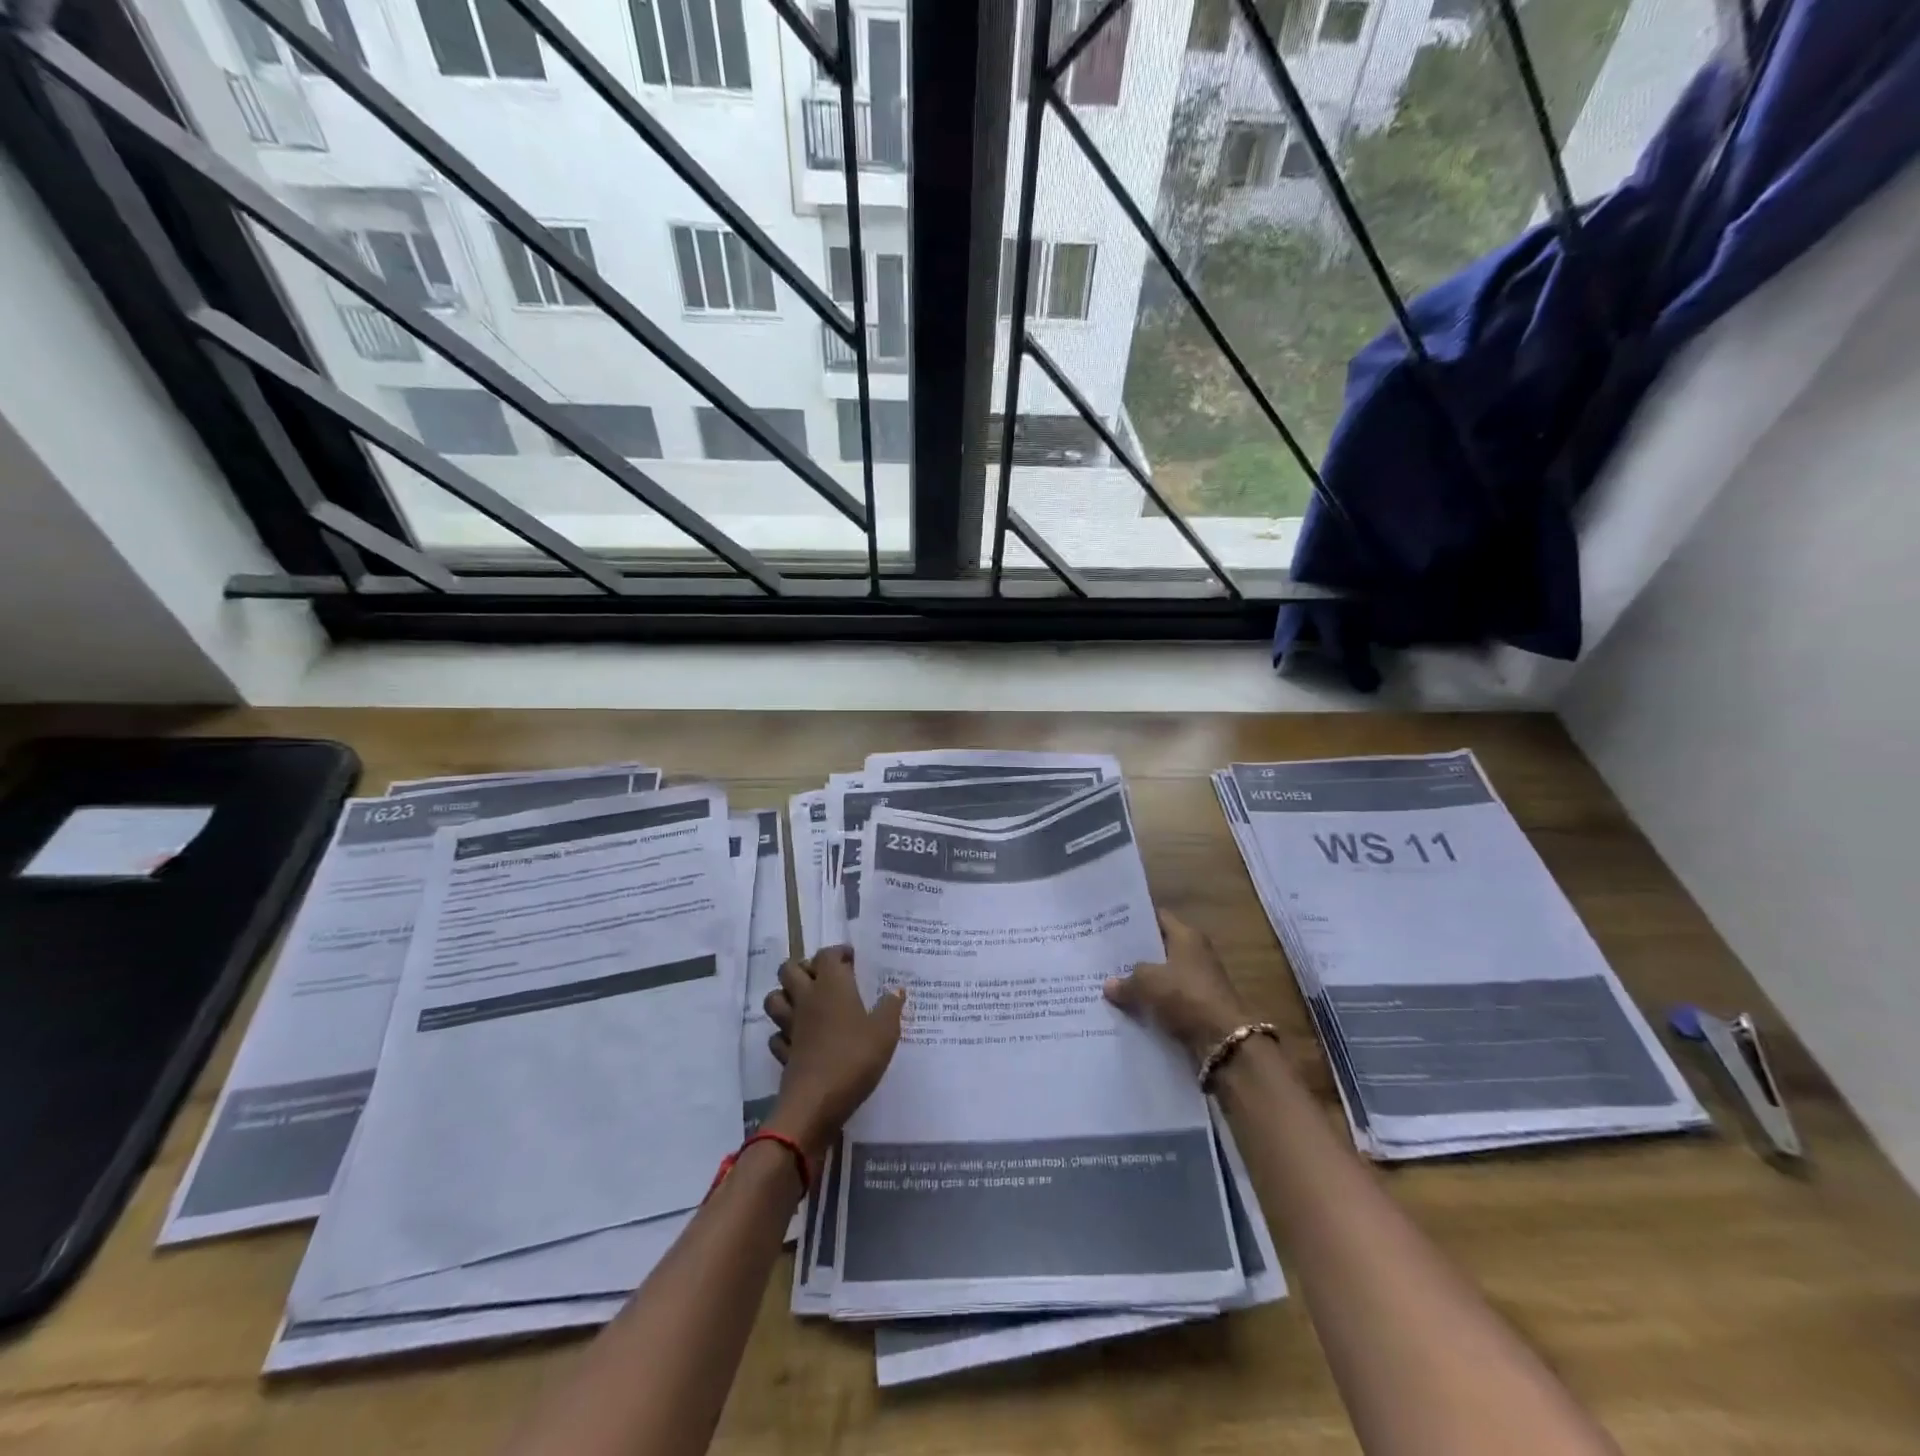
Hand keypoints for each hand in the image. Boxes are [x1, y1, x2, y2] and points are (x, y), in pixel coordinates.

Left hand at [762, 947, 903, 1157]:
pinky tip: (800, 1039)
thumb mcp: (885, 1032)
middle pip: (789, 968)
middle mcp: (806, 998)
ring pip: (775, 998)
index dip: (838, 952)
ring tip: (807, 1003)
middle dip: (804, 968)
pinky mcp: (783, 1052)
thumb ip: (891, 1007)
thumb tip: (896, 989)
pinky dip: (784, 1033)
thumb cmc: (854, 1058)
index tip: (853, 960)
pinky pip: (777, 1035)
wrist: (816, 1103)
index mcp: (831, 985)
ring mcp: (791, 1025)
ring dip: (786, 996)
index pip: (827, 954)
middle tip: (826, 978)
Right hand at [1105, 910, 1251, 1060]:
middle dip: (1133, 954)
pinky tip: (1127, 1009)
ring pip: (1161, 977)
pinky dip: (1151, 1004)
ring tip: (1109, 984)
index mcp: (1187, 936)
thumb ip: (1126, 980)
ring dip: (1141, 982)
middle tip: (1104, 956)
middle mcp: (1195, 953)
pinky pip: (1168, 1000)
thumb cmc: (1186, 996)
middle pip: (1158, 948)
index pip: (1157, 918)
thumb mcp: (1147, 983)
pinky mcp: (1198, 1007)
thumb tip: (1109, 984)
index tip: (1110, 925)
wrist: (1224, 1041)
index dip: (1134, 921)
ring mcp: (1198, 981)